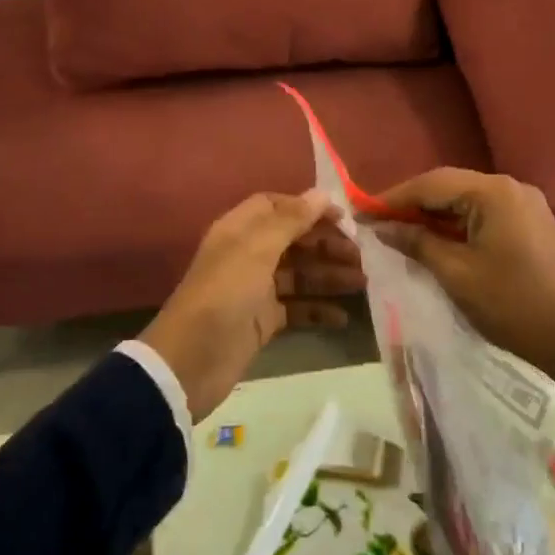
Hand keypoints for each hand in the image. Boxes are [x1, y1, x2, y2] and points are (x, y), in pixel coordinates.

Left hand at [140, 191, 361, 420]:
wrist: (191, 361)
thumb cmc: (224, 295)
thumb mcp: (256, 250)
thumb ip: (290, 220)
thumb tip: (321, 193)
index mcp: (240, 230)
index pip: (277, 207)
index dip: (308, 209)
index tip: (342, 219)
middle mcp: (248, 255)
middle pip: (293, 240)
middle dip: (326, 245)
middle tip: (361, 256)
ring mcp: (256, 289)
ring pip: (299, 275)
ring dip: (329, 276)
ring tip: (362, 283)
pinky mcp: (263, 321)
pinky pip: (297, 308)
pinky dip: (319, 310)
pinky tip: (343, 317)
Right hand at [371, 169, 554, 377]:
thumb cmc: (510, 304)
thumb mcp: (456, 274)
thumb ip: (416, 243)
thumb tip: (381, 227)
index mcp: (494, 193)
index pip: (431, 184)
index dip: (393, 198)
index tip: (362, 212)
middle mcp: (510, 188)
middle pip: (449, 187)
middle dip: (411, 204)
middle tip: (376, 222)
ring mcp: (524, 204)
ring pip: (465, 201)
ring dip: (433, 215)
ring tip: (398, 232)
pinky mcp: (529, 223)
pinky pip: (483, 214)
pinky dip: (456, 224)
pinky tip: (433, 239)